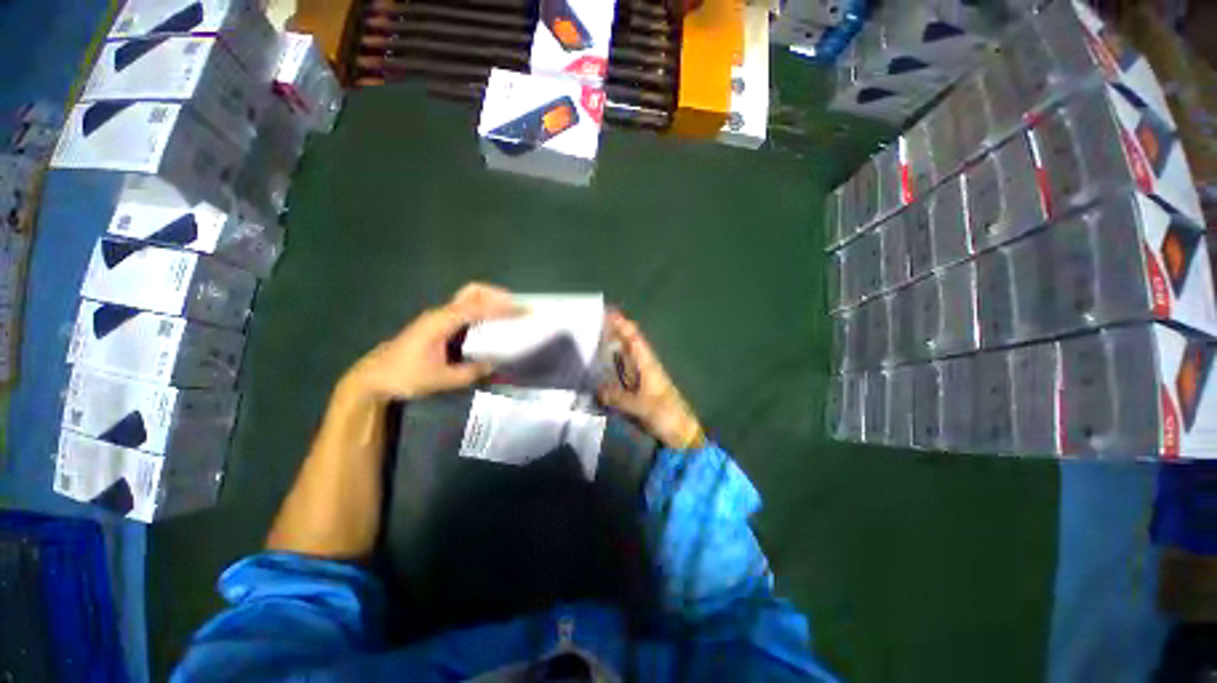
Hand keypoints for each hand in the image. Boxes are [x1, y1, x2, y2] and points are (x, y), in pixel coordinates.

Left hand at [342, 283, 519, 401]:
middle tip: (516, 307)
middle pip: (472, 291)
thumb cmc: (405, 376)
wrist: (373, 378)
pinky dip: (481, 311)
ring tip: (508, 314)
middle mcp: (441, 313)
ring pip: (468, 298)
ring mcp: (438, 317)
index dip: (503, 308)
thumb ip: (471, 371)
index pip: (479, 308)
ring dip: (490, 302)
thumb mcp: (441, 379)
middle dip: (497, 295)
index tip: (524, 310)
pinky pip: (464, 310)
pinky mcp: (437, 324)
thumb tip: (495, 363)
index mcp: (442, 322)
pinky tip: (489, 324)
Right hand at [598, 310, 703, 449]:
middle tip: (591, 324)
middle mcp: (643, 366)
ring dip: (610, 348)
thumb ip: (619, 398)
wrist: (680, 432)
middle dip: (613, 332)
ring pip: (623, 357)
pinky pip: (620, 373)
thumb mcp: (642, 407)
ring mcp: (640, 378)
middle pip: (627, 344)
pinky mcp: (636, 390)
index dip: (622, 324)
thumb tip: (597, 389)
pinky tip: (597, 369)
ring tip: (590, 341)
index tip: (607, 312)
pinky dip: (610, 368)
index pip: (634, 338)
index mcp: (648, 364)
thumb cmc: (666, 415)